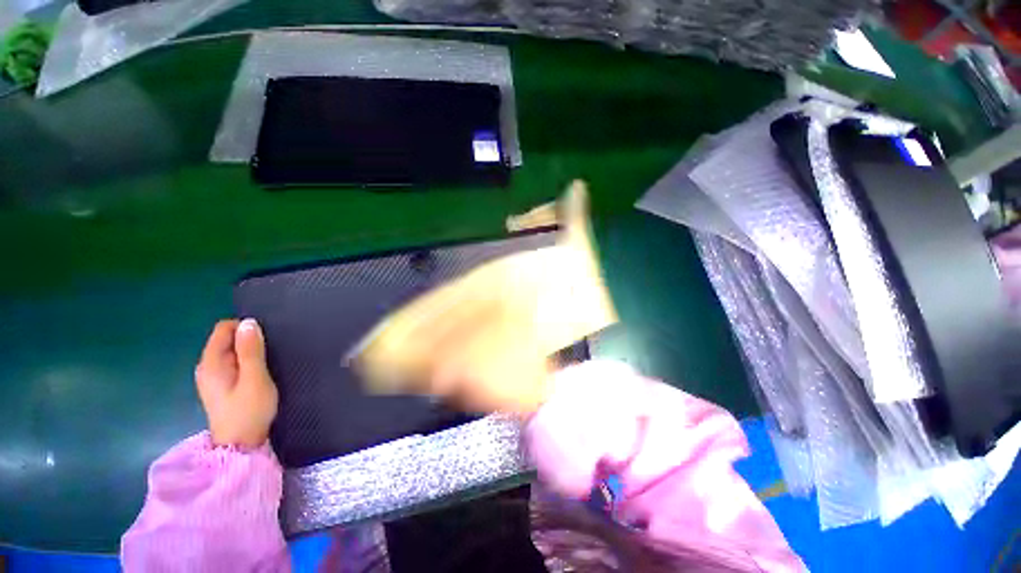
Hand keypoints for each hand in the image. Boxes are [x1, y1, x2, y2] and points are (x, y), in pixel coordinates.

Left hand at [195, 319, 277, 447]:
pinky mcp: (221, 387)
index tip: (266, 339)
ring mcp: (212, 378)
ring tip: (267, 364)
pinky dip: (246, 363)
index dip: (245, 328)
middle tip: (270, 353)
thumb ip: (251, 350)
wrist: (240, 446)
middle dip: (248, 341)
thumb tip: (249, 323)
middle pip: (227, 339)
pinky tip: (259, 375)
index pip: (224, 328)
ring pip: (231, 352)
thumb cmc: (249, 411)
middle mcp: (207, 367)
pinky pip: (233, 364)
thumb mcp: (255, 378)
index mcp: (211, 362)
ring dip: (249, 353)